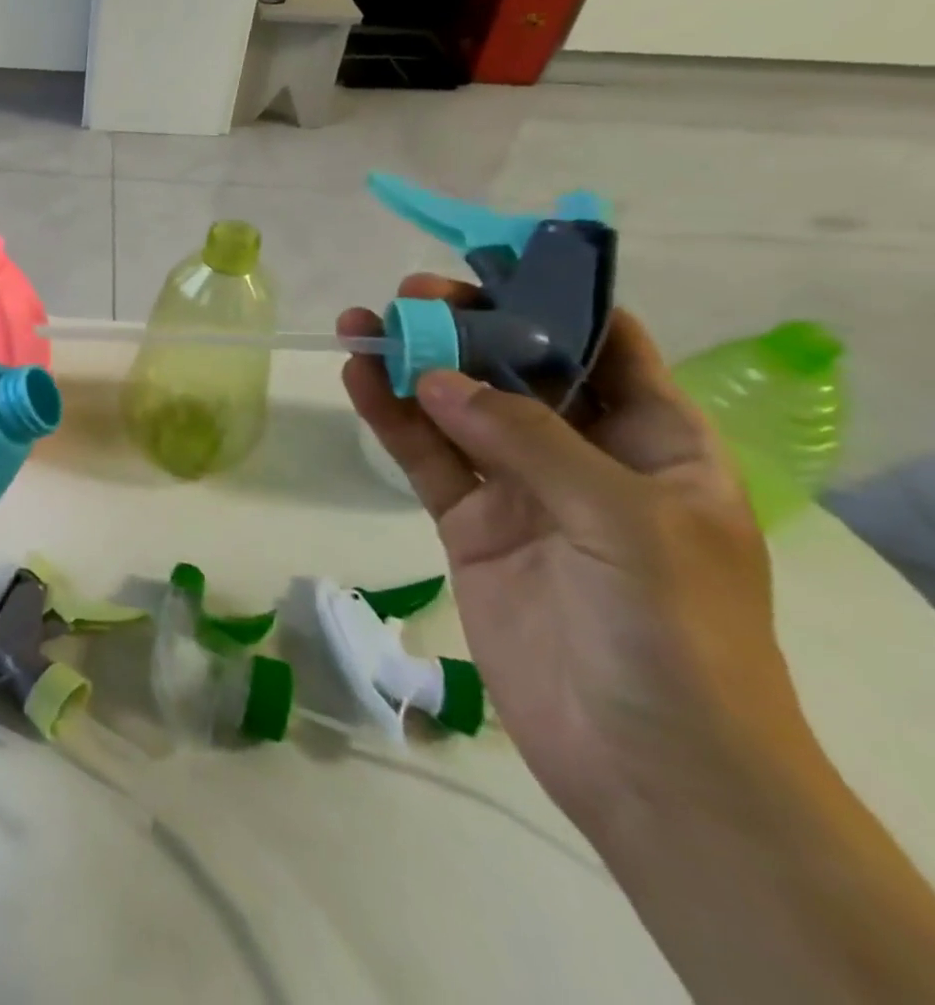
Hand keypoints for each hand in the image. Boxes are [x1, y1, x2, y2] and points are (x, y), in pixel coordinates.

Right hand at [339, 277, 812, 835]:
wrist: (646, 766)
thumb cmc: (673, 636)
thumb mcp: (622, 522)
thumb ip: (527, 440)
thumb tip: (435, 377)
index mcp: (658, 443)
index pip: (606, 346)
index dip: (550, 300)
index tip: (485, 265)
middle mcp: (586, 455)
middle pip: (516, 369)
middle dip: (465, 327)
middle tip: (407, 297)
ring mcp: (520, 489)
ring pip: (457, 408)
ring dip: (412, 366)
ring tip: (360, 327)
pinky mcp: (469, 523)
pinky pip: (426, 457)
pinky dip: (392, 419)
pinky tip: (358, 381)